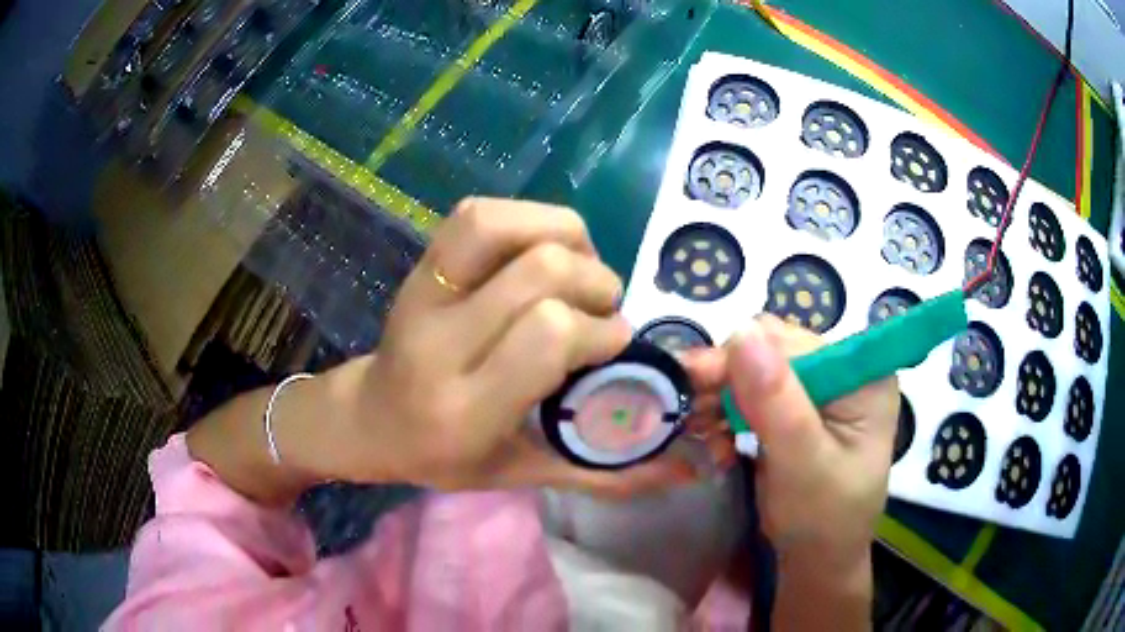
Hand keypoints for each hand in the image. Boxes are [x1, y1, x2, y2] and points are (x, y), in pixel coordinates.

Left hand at [303, 198, 699, 496]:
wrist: (372, 420)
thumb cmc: (449, 457)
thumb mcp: (524, 476)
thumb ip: (604, 474)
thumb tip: (685, 468)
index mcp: (466, 408)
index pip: (550, 333)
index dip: (601, 328)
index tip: (617, 341)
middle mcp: (439, 343)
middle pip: (539, 272)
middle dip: (594, 282)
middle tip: (602, 309)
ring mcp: (422, 295)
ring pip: (502, 226)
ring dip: (563, 237)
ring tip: (576, 270)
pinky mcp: (420, 267)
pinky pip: (477, 215)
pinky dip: (527, 218)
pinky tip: (543, 249)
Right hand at [723, 315, 897, 628]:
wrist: (817, 559)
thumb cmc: (822, 520)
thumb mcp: (803, 464)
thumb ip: (776, 402)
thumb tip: (741, 331)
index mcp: (862, 376)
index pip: (795, 344)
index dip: (743, 357)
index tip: (692, 380)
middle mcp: (844, 370)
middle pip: (773, 350)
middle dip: (727, 379)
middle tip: (687, 410)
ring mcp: (821, 389)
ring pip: (756, 369)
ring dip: (721, 397)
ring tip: (698, 430)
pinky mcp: (799, 408)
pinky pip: (753, 392)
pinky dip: (727, 412)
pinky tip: (716, 440)